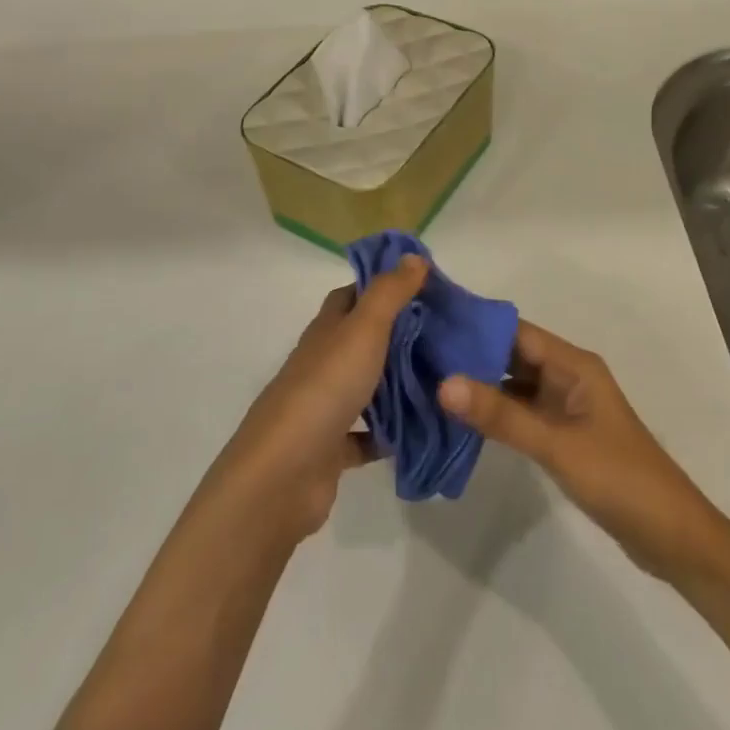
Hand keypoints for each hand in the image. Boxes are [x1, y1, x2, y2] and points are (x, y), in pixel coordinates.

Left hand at [213, 254, 427, 542]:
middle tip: (447, 335)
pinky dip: (391, 433)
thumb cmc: (325, 389)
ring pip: (367, 386)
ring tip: (443, 379)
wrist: (283, 473)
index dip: (383, 286)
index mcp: (327, 330)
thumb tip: (413, 256)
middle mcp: (323, 363)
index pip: (352, 296)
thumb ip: (390, 293)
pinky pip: (368, 436)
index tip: (424, 287)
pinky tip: (422, 430)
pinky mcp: (332, 449)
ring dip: (398, 384)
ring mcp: (325, 406)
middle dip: (400, 335)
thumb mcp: (363, 330)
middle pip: (362, 340)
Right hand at [439, 321, 715, 581]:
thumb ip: (501, 416)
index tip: (430, 323)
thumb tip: (443, 383)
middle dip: (470, 355)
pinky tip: (460, 418)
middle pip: (511, 355)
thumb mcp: (556, 446)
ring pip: (513, 385)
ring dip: (479, 385)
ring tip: (428, 381)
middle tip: (418, 353)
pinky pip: (520, 413)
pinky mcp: (562, 435)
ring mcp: (565, 407)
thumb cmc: (620, 479)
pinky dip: (493, 413)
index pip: (515, 331)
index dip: (475, 325)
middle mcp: (568, 377)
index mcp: (574, 365)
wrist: (674, 539)